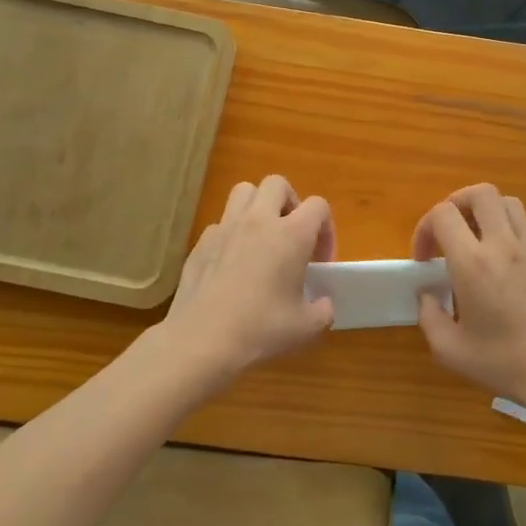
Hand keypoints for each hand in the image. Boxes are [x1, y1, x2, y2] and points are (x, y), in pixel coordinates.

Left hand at [158, 175, 336, 385]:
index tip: (319, 261)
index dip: (326, 228)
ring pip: (244, 192)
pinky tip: (232, 264)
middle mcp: (259, 220)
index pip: (318, 206)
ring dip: (257, 207)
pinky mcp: (200, 243)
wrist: (201, 341)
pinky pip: (220, 223)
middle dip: (290, 203)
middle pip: (277, 184)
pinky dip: (231, 234)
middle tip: (291, 235)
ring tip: (261, 238)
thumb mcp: (306, 327)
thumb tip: (322, 304)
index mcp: (291, 234)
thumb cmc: (260, 329)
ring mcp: (225, 228)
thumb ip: (323, 310)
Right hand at [412, 184, 525, 416]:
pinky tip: (502, 270)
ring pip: (508, 203)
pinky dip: (507, 235)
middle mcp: (503, 246)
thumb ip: (428, 316)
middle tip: (448, 232)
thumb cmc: (504, 363)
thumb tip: (427, 294)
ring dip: (485, 212)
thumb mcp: (450, 350)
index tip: (424, 259)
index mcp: (474, 264)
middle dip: (456, 203)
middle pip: (480, 193)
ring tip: (475, 241)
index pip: (443, 214)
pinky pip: (525, 230)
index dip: (424, 228)